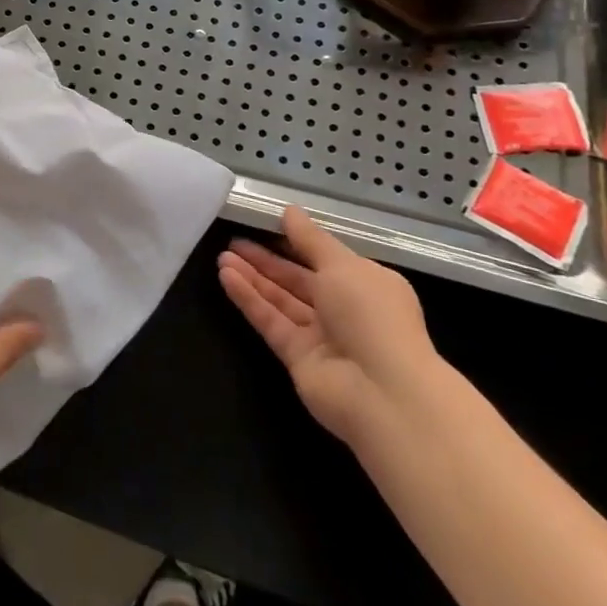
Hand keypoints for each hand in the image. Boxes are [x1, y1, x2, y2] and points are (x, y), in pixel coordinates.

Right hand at [218, 204, 442, 445]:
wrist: (384, 394)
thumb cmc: (371, 316)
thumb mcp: (342, 265)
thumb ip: (310, 239)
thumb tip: (289, 211)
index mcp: (365, 284)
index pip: (325, 258)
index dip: (295, 241)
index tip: (265, 224)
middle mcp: (344, 309)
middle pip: (298, 279)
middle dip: (266, 259)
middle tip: (233, 240)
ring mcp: (320, 336)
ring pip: (280, 300)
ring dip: (252, 277)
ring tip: (222, 256)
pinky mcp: (298, 358)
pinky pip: (270, 321)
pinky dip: (249, 299)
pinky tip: (226, 277)